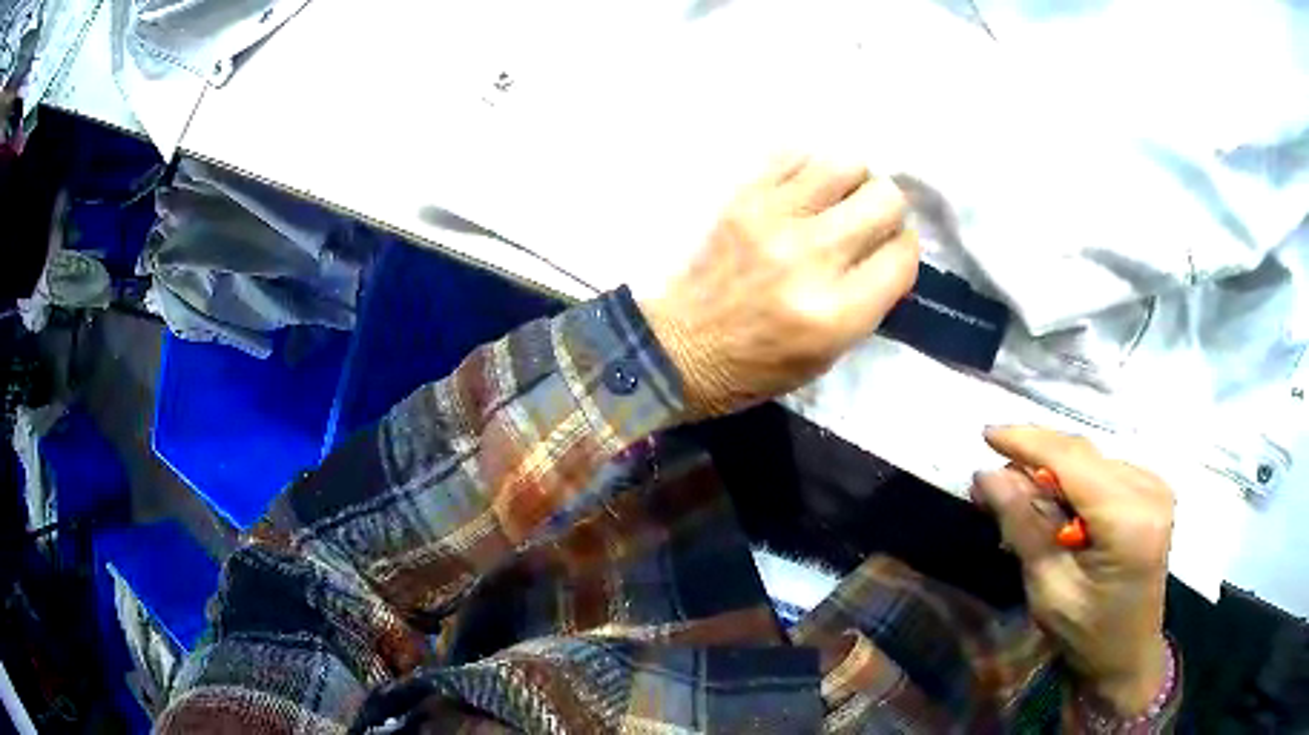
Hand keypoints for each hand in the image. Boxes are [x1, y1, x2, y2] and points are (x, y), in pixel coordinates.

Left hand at [640, 155, 918, 417]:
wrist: (679, 346)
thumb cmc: (757, 366)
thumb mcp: (829, 354)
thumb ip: (870, 300)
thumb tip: (891, 247)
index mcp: (837, 313)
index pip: (903, 254)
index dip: (904, 249)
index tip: (890, 250)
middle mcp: (811, 258)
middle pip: (884, 198)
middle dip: (886, 210)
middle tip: (867, 222)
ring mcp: (772, 220)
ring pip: (844, 164)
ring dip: (852, 180)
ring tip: (837, 199)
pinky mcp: (741, 198)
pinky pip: (795, 155)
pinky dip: (808, 168)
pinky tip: (803, 190)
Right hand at [972, 426, 1174, 716]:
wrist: (1129, 654)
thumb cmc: (1087, 635)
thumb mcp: (1049, 591)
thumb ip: (1024, 527)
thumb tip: (988, 476)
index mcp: (1128, 520)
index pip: (1073, 461)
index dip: (1029, 442)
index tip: (986, 435)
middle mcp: (1148, 489)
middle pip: (1083, 454)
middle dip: (1034, 458)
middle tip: (990, 479)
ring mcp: (1155, 485)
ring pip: (1090, 460)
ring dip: (1051, 472)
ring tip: (1016, 497)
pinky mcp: (1153, 489)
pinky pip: (1103, 470)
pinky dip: (1073, 482)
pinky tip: (1054, 506)